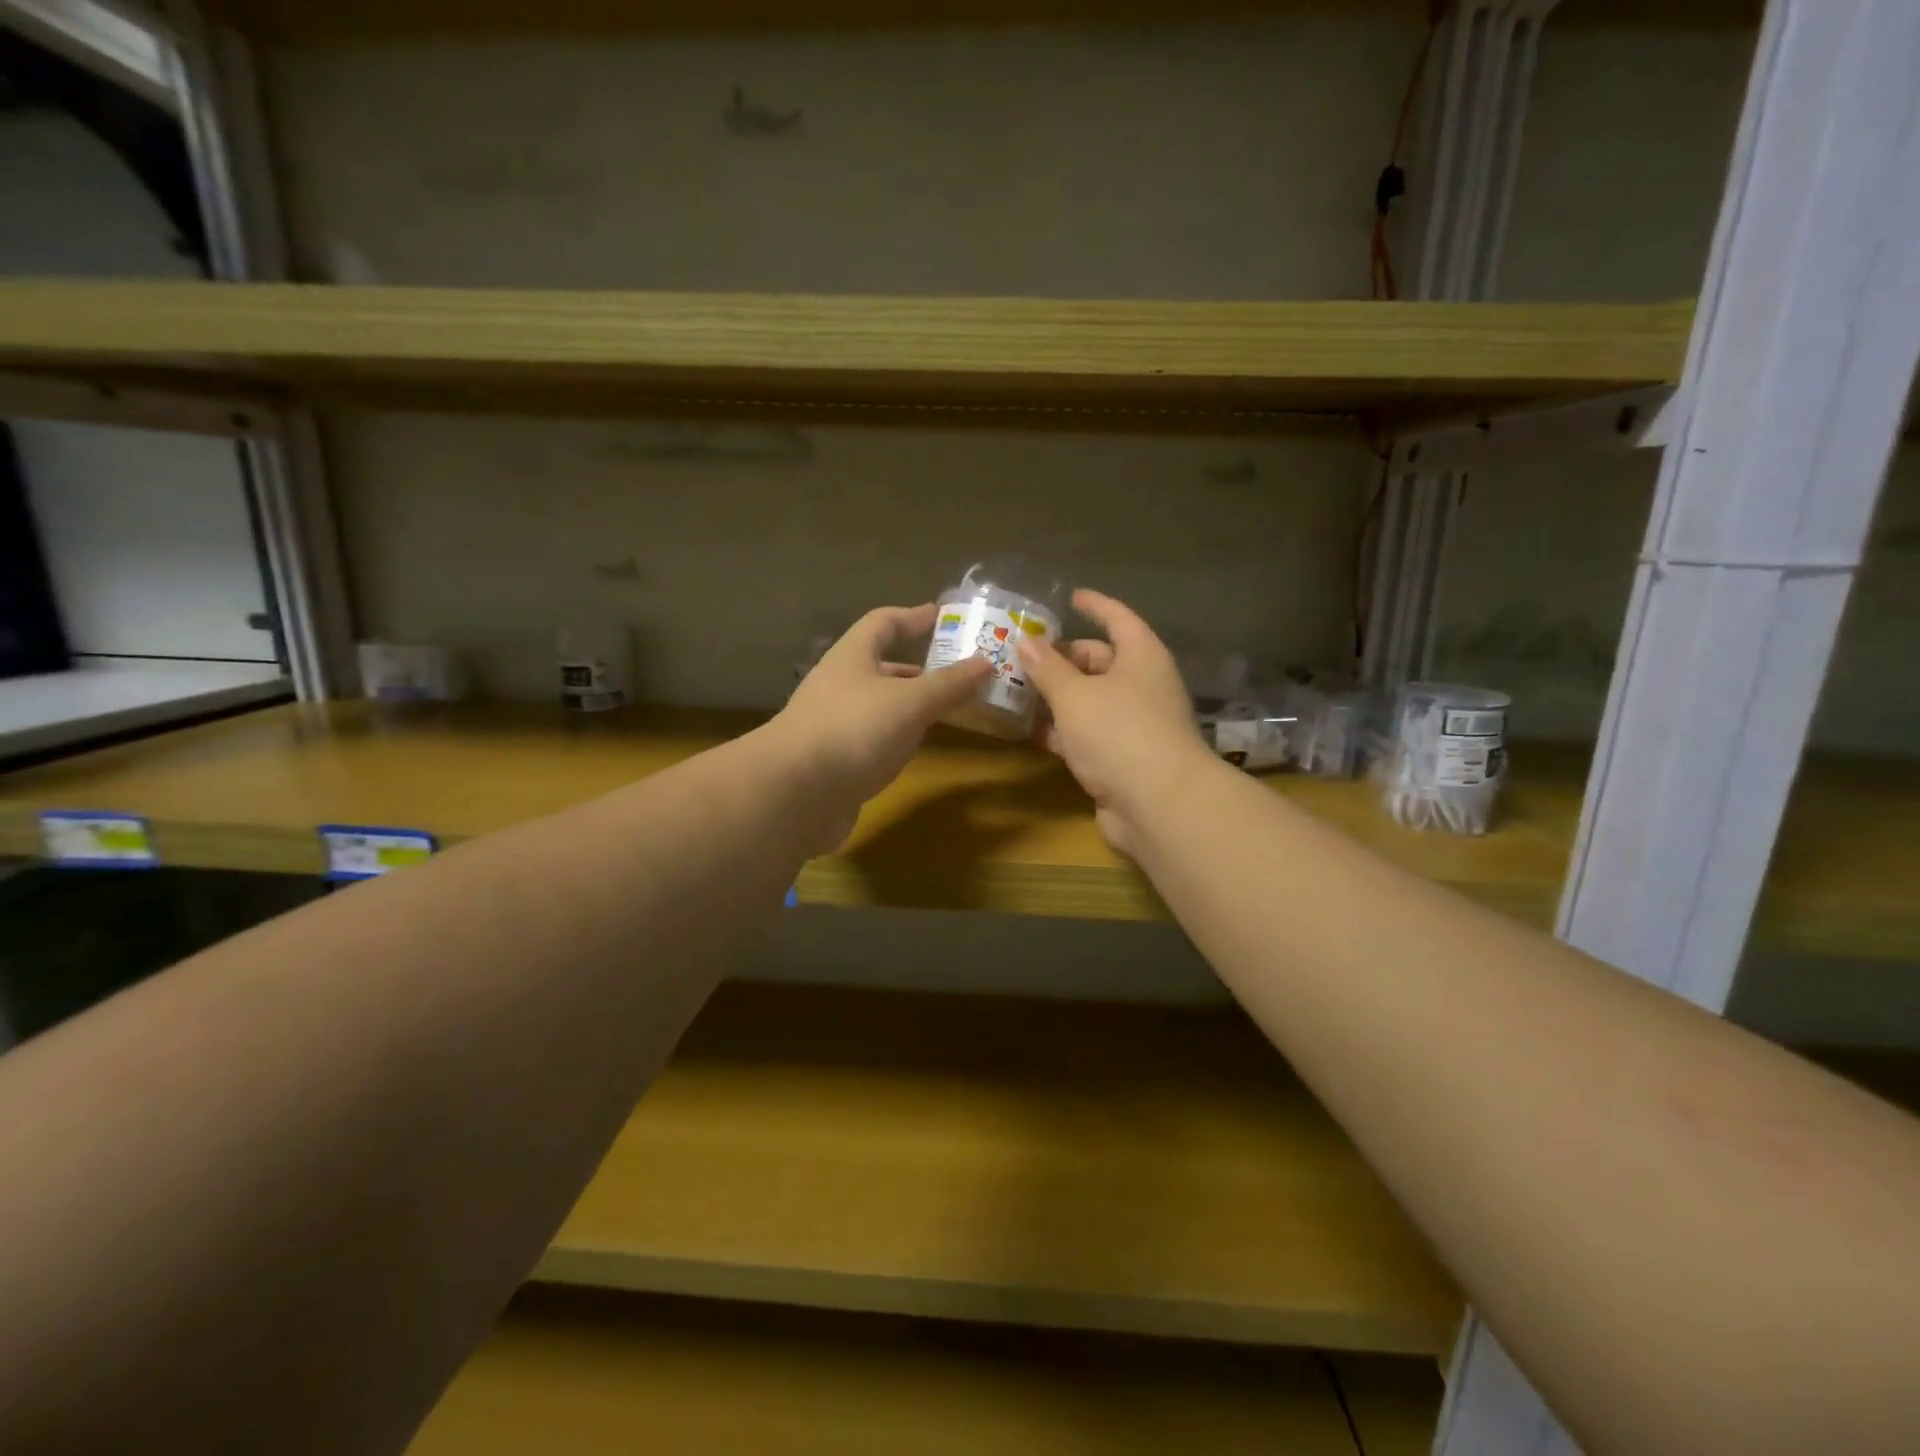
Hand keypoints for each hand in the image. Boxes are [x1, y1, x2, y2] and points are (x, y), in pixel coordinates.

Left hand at [772, 604, 990, 845]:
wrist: (794, 794)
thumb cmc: (854, 730)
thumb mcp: (910, 702)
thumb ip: (949, 684)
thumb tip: (987, 662)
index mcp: (853, 657)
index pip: (884, 622)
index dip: (915, 616)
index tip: (945, 616)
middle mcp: (841, 685)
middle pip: (883, 665)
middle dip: (920, 666)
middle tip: (959, 671)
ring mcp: (835, 724)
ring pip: (881, 704)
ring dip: (912, 704)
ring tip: (949, 708)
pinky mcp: (836, 760)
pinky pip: (875, 738)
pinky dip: (900, 736)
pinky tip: (918, 747)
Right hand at [1018, 589, 1217, 855]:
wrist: (1158, 805)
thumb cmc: (1118, 733)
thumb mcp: (1074, 695)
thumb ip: (1047, 668)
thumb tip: (1025, 641)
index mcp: (1142, 657)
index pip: (1117, 618)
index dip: (1094, 605)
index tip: (1070, 597)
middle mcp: (1143, 685)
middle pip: (1100, 661)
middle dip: (1062, 659)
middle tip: (1021, 657)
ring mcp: (1135, 724)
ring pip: (1091, 701)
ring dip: (1056, 698)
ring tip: (1015, 691)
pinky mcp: (1124, 759)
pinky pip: (1088, 734)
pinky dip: (1063, 731)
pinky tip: (1031, 731)